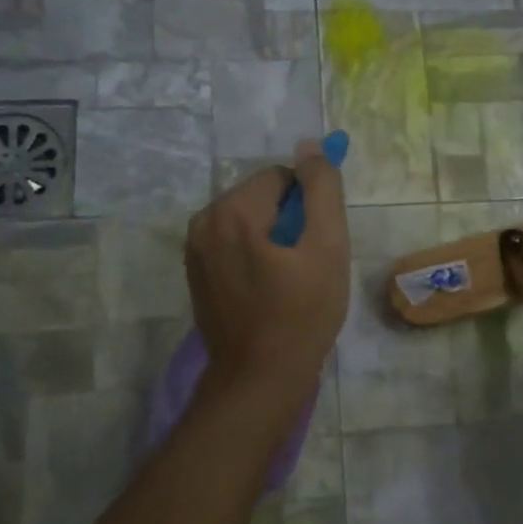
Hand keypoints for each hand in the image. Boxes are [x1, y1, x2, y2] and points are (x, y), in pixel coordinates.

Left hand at [186, 141, 349, 396]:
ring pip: (248, 221)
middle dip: (289, 220)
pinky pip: (233, 245)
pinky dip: (254, 256)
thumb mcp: (328, 246)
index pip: (282, 177)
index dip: (308, 206)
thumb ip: (321, 189)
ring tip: (289, 280)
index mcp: (232, 210)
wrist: (260, 377)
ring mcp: (194, 250)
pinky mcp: (195, 273)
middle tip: (307, 264)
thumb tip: (310, 146)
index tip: (317, 243)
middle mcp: (203, 221)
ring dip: (273, 239)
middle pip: (261, 197)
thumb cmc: (302, 313)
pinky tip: (269, 290)